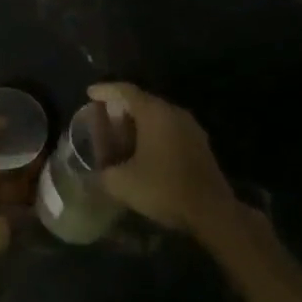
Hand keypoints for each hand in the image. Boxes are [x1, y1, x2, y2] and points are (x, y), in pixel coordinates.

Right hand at [87, 82, 237, 238]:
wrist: (211, 211)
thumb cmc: (164, 188)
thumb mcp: (122, 183)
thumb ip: (103, 171)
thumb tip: (98, 170)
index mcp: (154, 113)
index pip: (125, 91)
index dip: (105, 90)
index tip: (90, 93)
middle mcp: (174, 112)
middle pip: (143, 101)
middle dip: (121, 107)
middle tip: (103, 117)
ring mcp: (190, 127)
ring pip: (158, 115)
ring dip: (138, 122)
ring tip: (121, 134)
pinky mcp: (199, 143)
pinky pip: (170, 128)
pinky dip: (153, 133)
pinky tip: (144, 151)